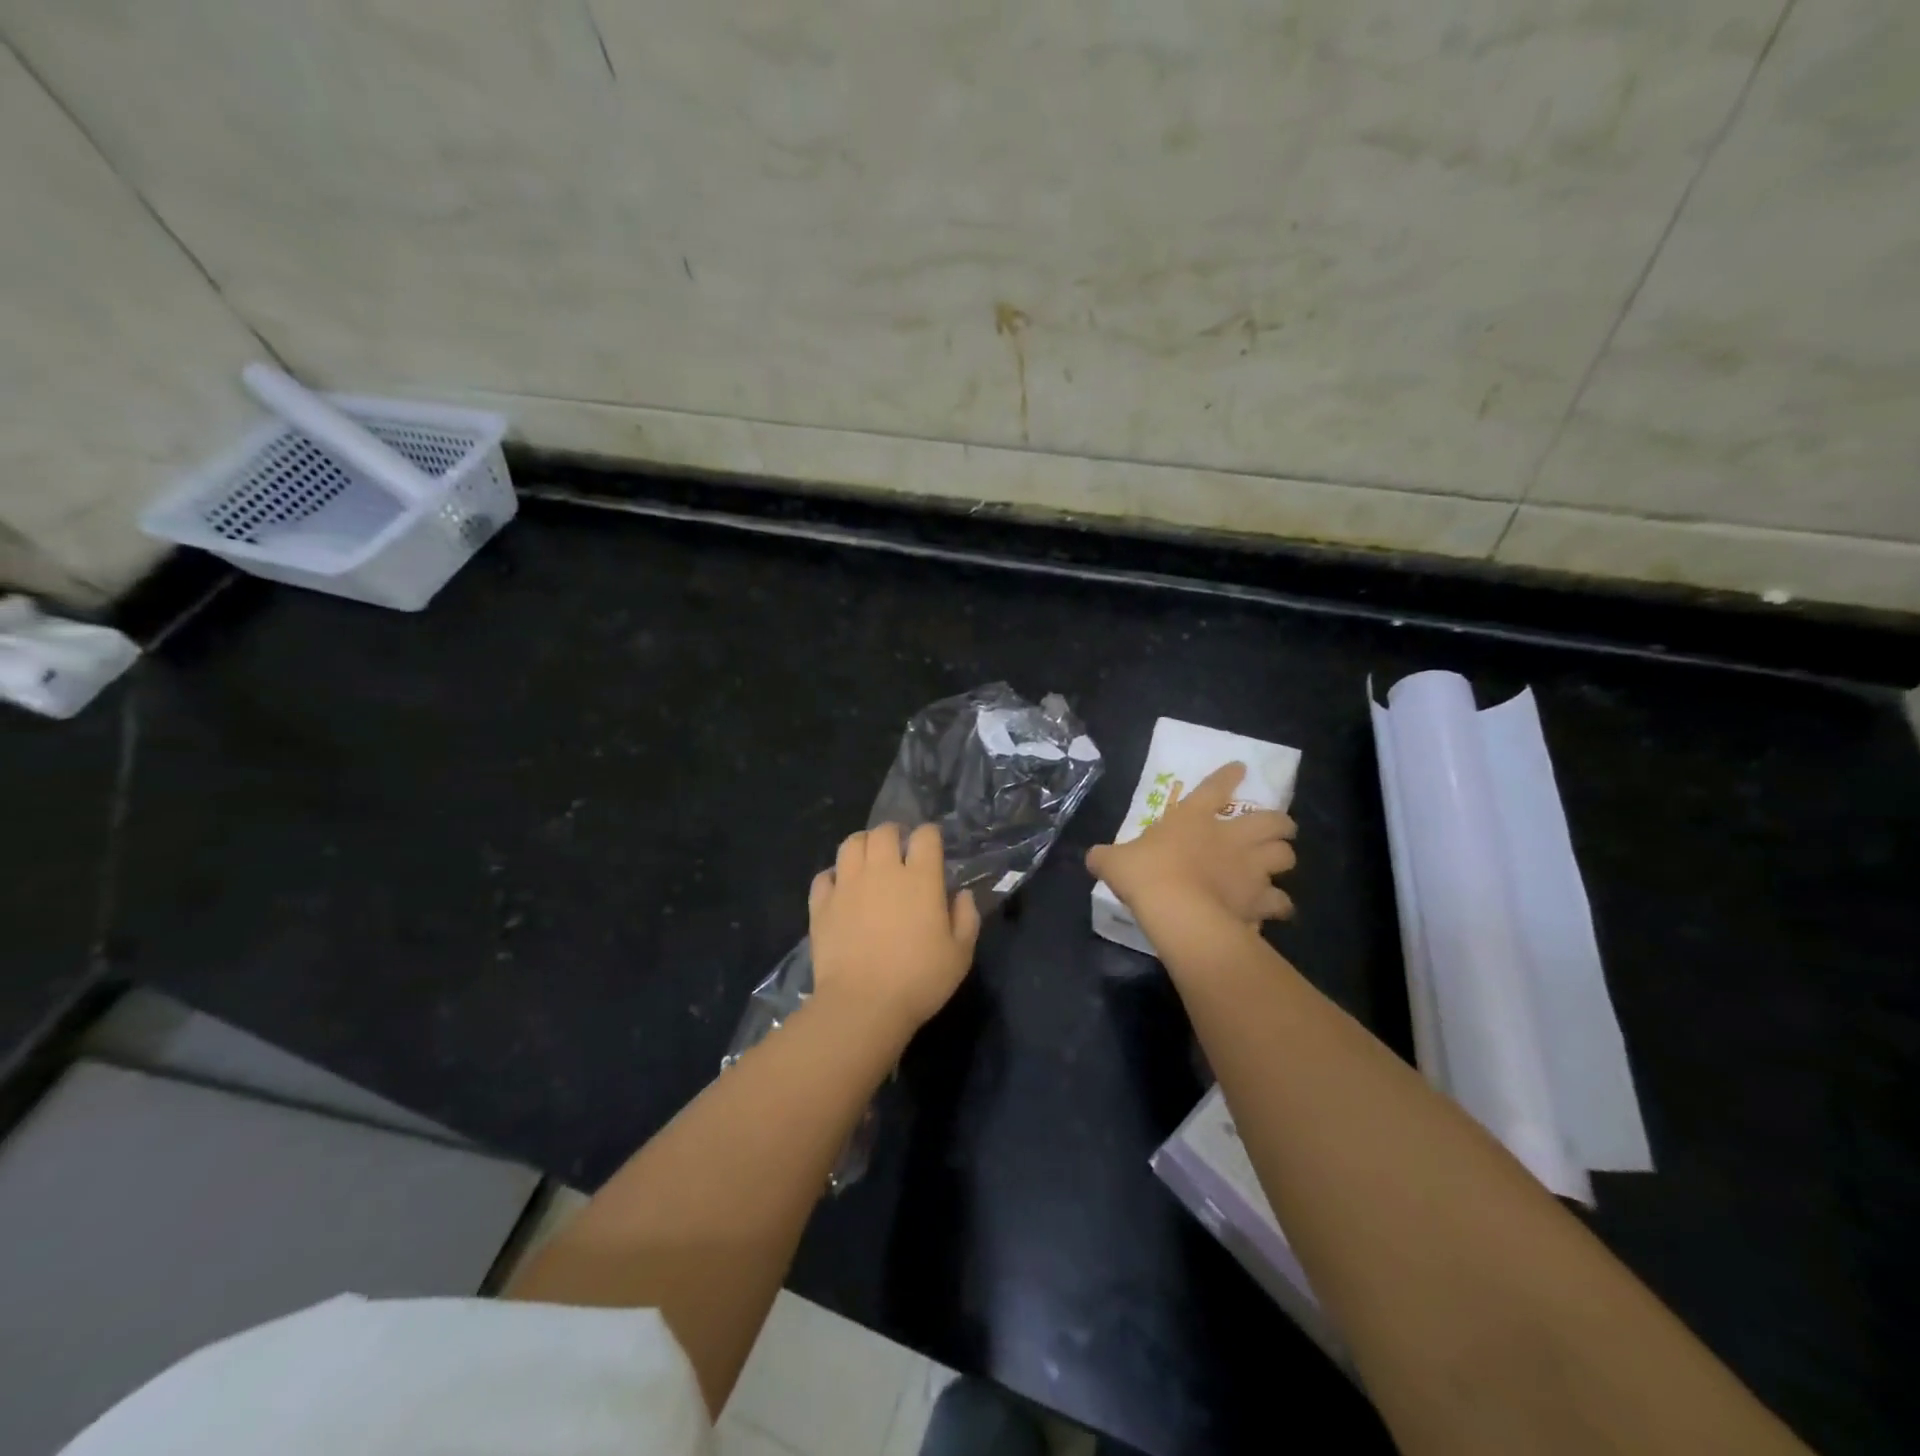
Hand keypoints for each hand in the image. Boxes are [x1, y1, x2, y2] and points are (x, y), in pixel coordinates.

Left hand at [808, 823, 980, 1035]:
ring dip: (863, 845)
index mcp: (920, 878)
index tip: (932, 847)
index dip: (930, 835)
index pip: (925, 835)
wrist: (863, 1005)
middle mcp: (882, 871)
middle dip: (894, 834)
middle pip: (884, 832)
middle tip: (899, 850)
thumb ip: (966, 917)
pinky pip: (824, 876)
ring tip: (868, 860)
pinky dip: (833, 876)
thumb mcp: (960, 954)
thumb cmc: (919, 980)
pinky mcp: (821, 905)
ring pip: (851, 844)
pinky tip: (841, 888)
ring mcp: (848, 885)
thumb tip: (961, 894)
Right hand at [1087, 762, 1295, 925]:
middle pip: (1271, 822)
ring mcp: (1250, 869)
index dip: (1228, 776)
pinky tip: (1271, 910)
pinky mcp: (1259, 901)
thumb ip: (1106, 857)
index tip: (1240, 768)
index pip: (1215, 788)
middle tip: (1281, 827)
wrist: (1177, 909)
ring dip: (1284, 859)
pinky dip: (1277, 905)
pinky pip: (1279, 902)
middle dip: (1281, 823)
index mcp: (1194, 818)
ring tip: (1280, 865)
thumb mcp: (1114, 861)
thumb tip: (1093, 857)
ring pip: (1285, 857)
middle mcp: (1230, 838)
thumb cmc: (1145, 874)